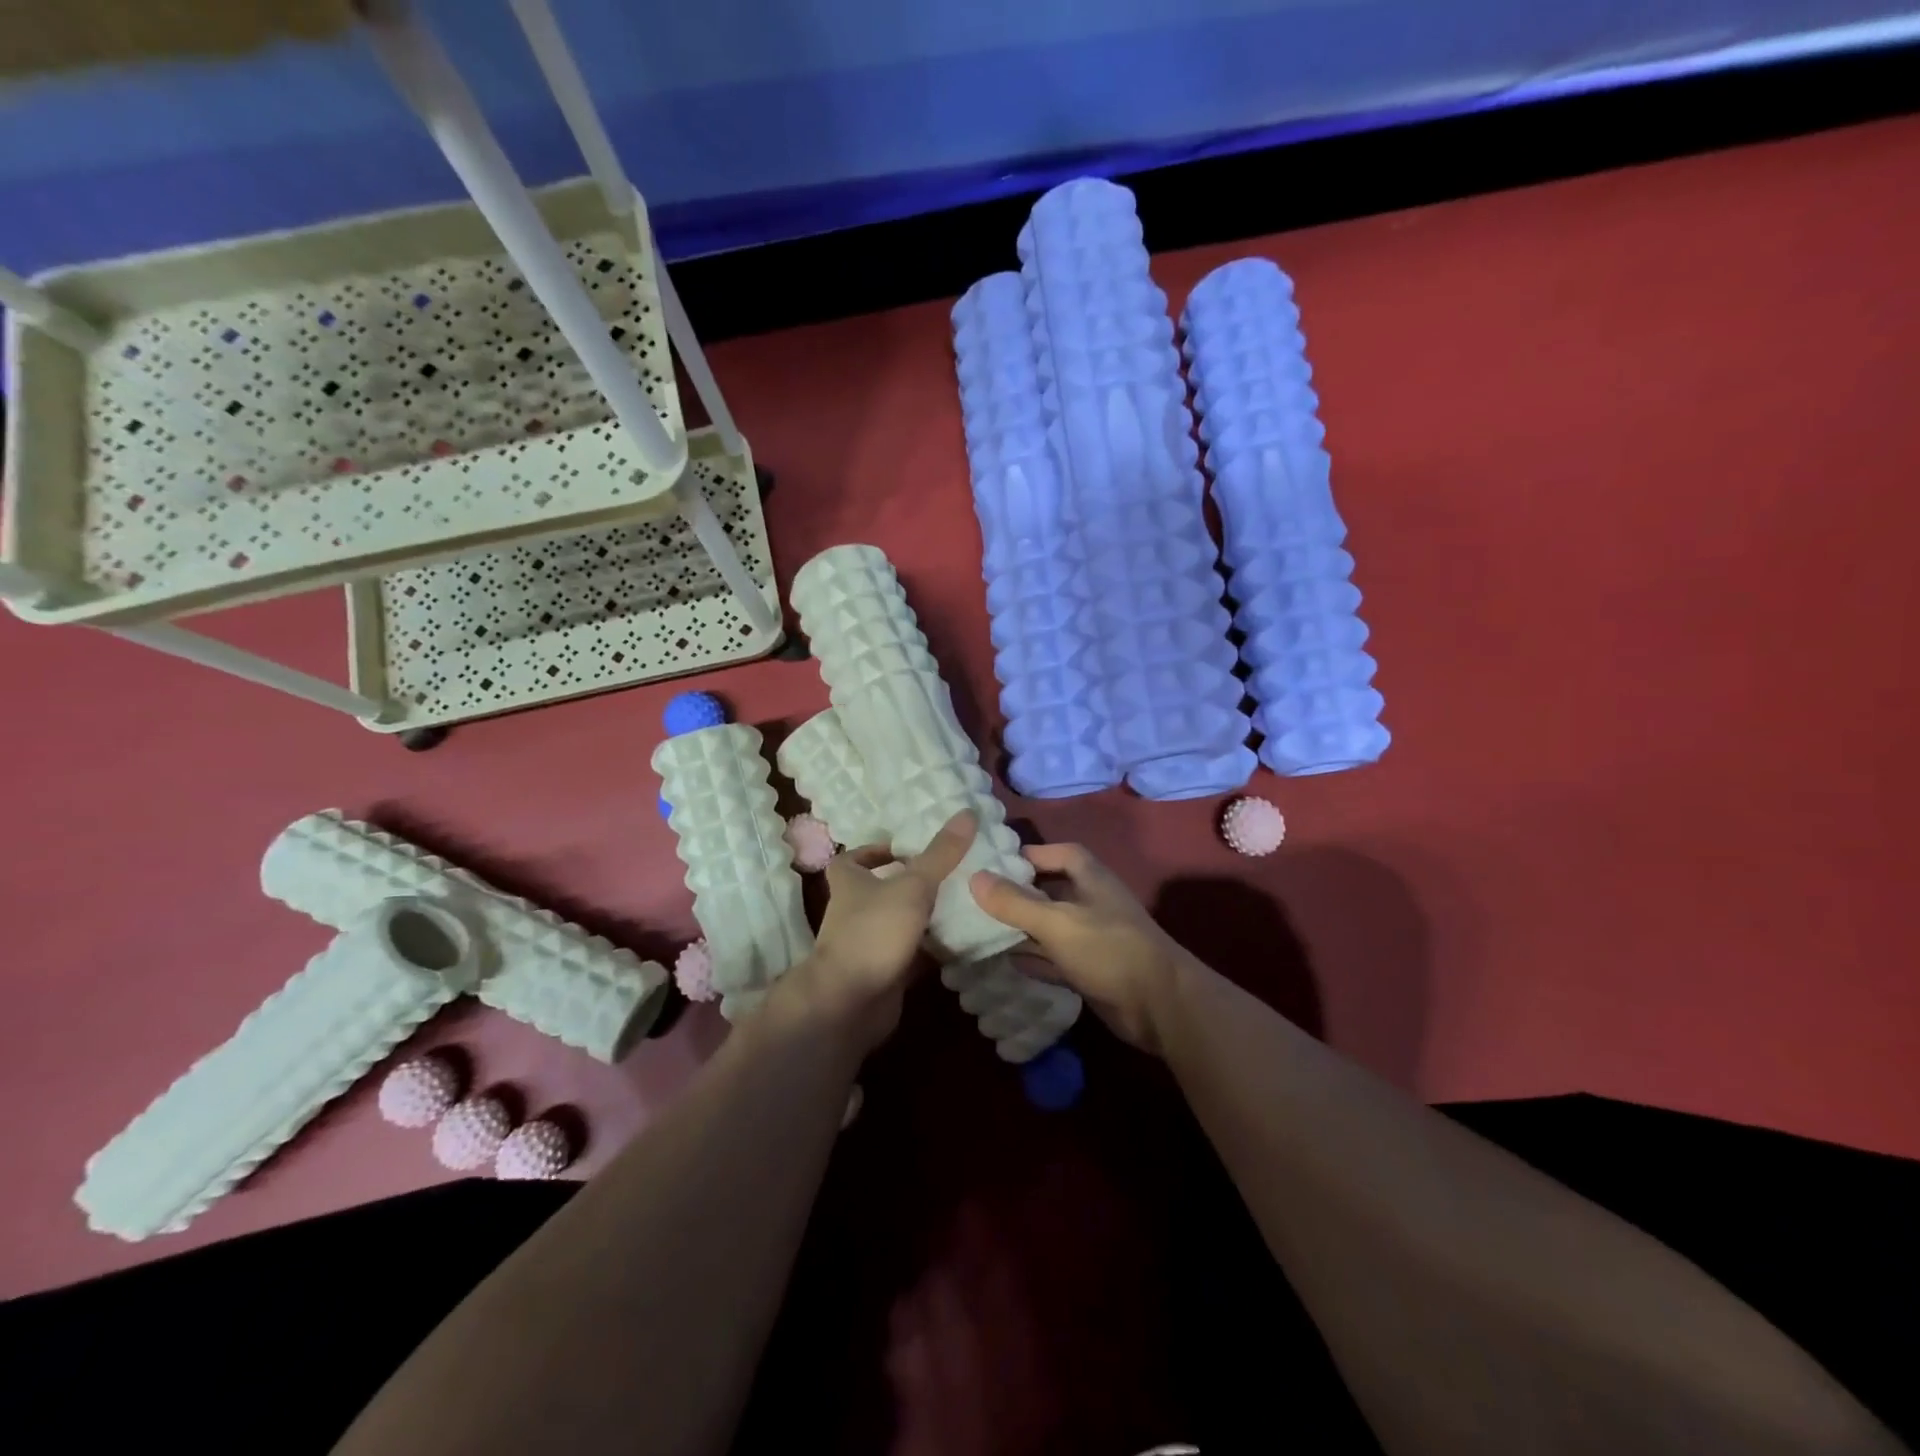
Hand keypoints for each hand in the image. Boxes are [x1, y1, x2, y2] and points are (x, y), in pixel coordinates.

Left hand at [779, 811, 976, 1052]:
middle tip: (949, 873)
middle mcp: (854, 911)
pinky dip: (931, 951)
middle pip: (880, 891)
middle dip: (910, 884)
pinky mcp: (884, 973)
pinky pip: (911, 955)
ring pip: (899, 923)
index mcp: (850, 883)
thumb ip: (940, 854)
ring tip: (963, 903)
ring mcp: (868, 944)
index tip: (906, 849)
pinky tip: (961, 943)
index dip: (873, 851)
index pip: (852, 859)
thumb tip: (968, 812)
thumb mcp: (912, 886)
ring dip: (924, 917)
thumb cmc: (874, 932)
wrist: (850, 1002)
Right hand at [971, 844, 1195, 1055]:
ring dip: (1024, 928)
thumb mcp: (1056, 921)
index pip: (1060, 853)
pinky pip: (1056, 958)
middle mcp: (1092, 903)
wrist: (1159, 1005)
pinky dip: (1035, 958)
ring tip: (983, 928)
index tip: (995, 863)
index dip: (1031, 855)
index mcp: (1091, 879)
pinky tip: (1008, 961)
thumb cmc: (1108, 949)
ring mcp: (1093, 938)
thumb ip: (1015, 902)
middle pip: (1052, 890)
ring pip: (1051, 926)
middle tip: (979, 898)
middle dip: (1020, 893)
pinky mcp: (1092, 970)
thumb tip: (975, 877)